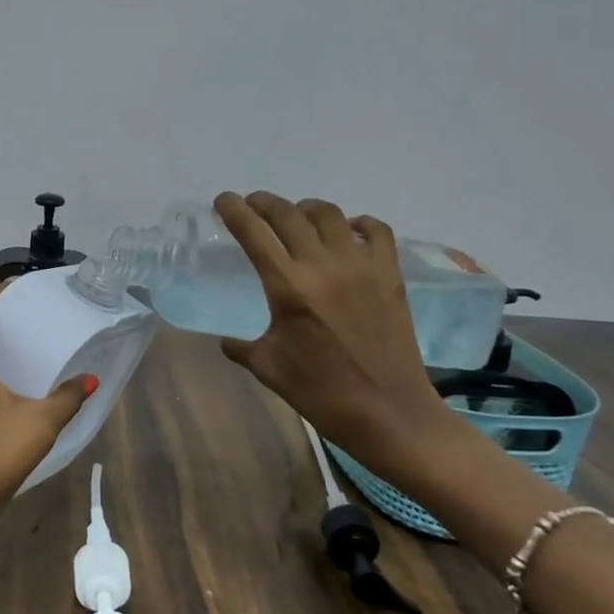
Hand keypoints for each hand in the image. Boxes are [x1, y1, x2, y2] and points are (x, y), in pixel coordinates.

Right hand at [214, 190, 464, 482]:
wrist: (388, 413)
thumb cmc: (321, 393)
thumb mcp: (268, 369)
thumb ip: (240, 347)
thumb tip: (225, 340)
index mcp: (288, 286)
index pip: (253, 231)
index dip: (234, 209)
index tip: (223, 200)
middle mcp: (323, 265)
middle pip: (288, 213)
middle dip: (264, 202)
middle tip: (253, 205)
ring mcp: (361, 266)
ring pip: (329, 214)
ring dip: (306, 208)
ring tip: (297, 216)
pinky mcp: (390, 275)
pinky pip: (376, 231)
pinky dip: (358, 223)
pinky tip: (348, 231)